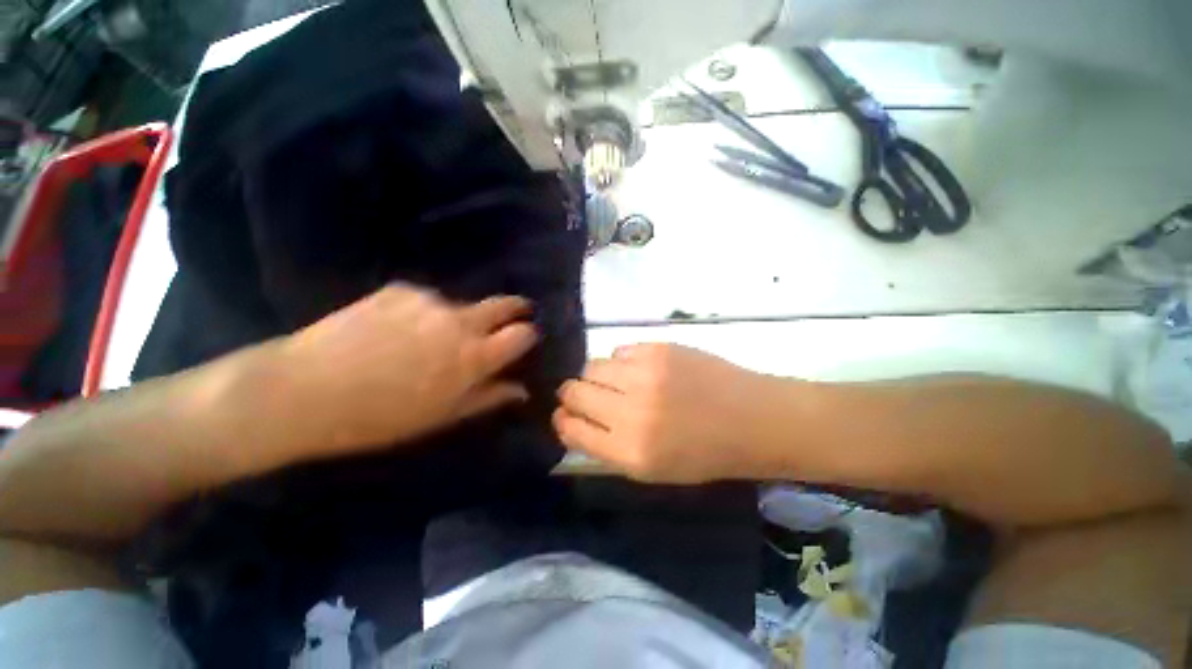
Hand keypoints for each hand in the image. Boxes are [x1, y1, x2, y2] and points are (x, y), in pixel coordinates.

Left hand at [273, 283, 536, 458]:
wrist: (303, 390)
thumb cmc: (380, 417)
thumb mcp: (443, 416)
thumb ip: (489, 397)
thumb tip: (522, 389)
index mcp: (473, 356)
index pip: (522, 334)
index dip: (529, 335)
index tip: (526, 338)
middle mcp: (459, 320)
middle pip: (504, 304)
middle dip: (516, 308)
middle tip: (514, 316)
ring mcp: (429, 300)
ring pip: (462, 305)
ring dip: (461, 318)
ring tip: (433, 337)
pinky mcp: (401, 289)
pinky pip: (428, 300)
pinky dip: (426, 312)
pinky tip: (400, 328)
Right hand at [554, 343, 778, 482]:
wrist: (750, 418)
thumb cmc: (702, 453)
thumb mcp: (651, 469)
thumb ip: (606, 447)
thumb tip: (572, 420)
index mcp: (629, 451)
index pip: (571, 428)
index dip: (563, 420)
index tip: (566, 415)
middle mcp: (631, 412)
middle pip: (574, 391)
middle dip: (572, 395)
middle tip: (586, 396)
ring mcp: (645, 375)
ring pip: (591, 366)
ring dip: (596, 376)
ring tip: (617, 383)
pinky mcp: (658, 349)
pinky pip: (619, 351)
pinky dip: (622, 362)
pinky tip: (640, 370)